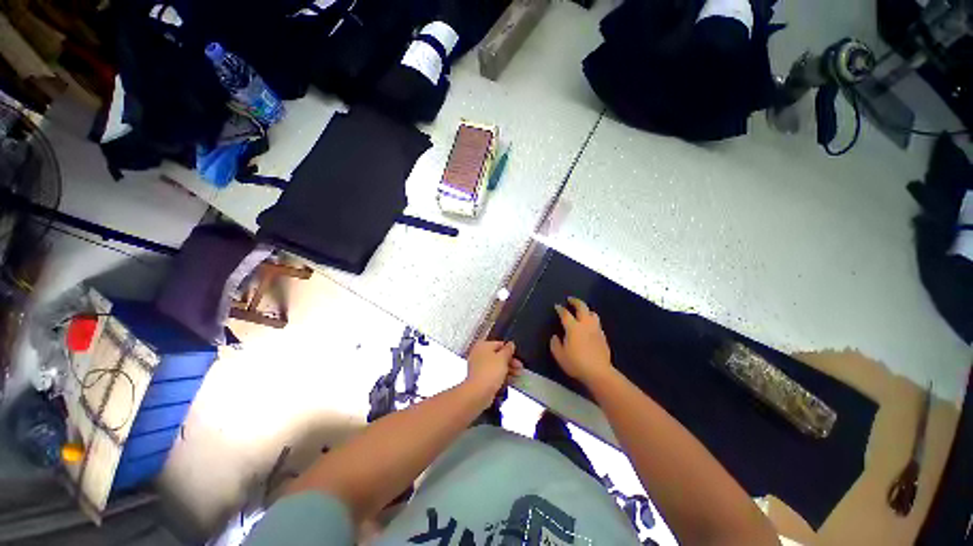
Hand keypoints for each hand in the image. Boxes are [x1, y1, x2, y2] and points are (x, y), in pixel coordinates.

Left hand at [465, 340, 523, 399]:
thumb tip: (510, 343)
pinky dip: (500, 376)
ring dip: (507, 369)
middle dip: (510, 361)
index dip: (510, 350)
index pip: (499, 344)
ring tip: (518, 375)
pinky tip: (510, 381)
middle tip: (520, 368)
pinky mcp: (479, 378)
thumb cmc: (491, 371)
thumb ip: (508, 349)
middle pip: (498, 355)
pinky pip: (492, 374)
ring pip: (495, 365)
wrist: (478, 393)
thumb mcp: (503, 358)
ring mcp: (478, 366)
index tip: (518, 357)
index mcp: (483, 345)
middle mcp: (479, 353)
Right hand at [550, 297, 613, 385]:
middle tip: (570, 299)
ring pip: (592, 313)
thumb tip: (555, 336)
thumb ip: (555, 344)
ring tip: (581, 311)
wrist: (598, 372)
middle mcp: (585, 324)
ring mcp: (596, 329)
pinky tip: (589, 326)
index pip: (565, 314)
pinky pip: (597, 323)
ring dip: (586, 309)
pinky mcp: (603, 336)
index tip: (557, 306)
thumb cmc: (576, 363)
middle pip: (582, 307)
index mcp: (573, 328)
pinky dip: (592, 320)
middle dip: (575, 301)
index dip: (560, 309)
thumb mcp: (560, 356)